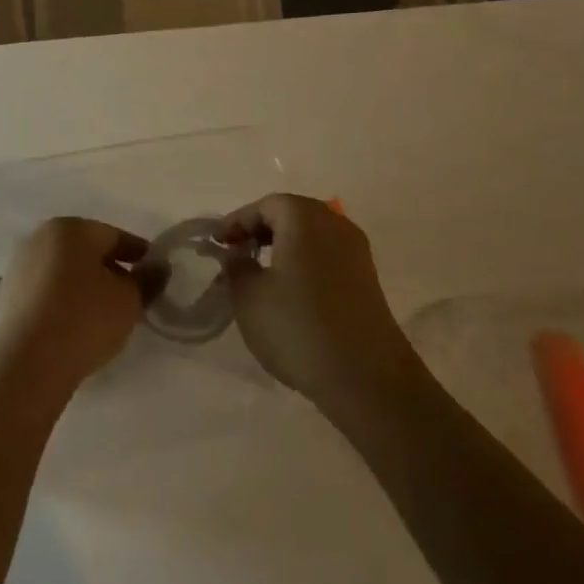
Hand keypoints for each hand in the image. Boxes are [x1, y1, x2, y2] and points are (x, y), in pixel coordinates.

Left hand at [0, 218, 151, 406]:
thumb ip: (147, 280)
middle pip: (85, 251)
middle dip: (110, 270)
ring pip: (63, 271)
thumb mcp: (129, 300)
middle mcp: (39, 238)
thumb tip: (157, 267)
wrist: (25, 364)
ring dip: (84, 286)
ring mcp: (18, 267)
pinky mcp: (6, 297)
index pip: (114, 236)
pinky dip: (62, 301)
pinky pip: (45, 292)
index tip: (154, 274)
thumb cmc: (84, 319)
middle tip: (132, 296)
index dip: (138, 255)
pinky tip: (74, 326)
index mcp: (70, 228)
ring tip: (104, 315)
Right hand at [218, 194, 413, 410]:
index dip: (236, 221)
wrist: (367, 378)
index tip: (216, 243)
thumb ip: (236, 267)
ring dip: (283, 246)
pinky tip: (290, 291)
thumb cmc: (298, 327)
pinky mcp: (367, 280)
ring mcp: (356, 252)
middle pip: (291, 214)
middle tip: (236, 253)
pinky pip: (327, 256)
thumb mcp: (248, 296)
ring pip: (311, 235)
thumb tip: (237, 255)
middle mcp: (335, 224)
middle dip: (260, 230)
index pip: (264, 205)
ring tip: (259, 273)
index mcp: (304, 218)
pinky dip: (304, 262)